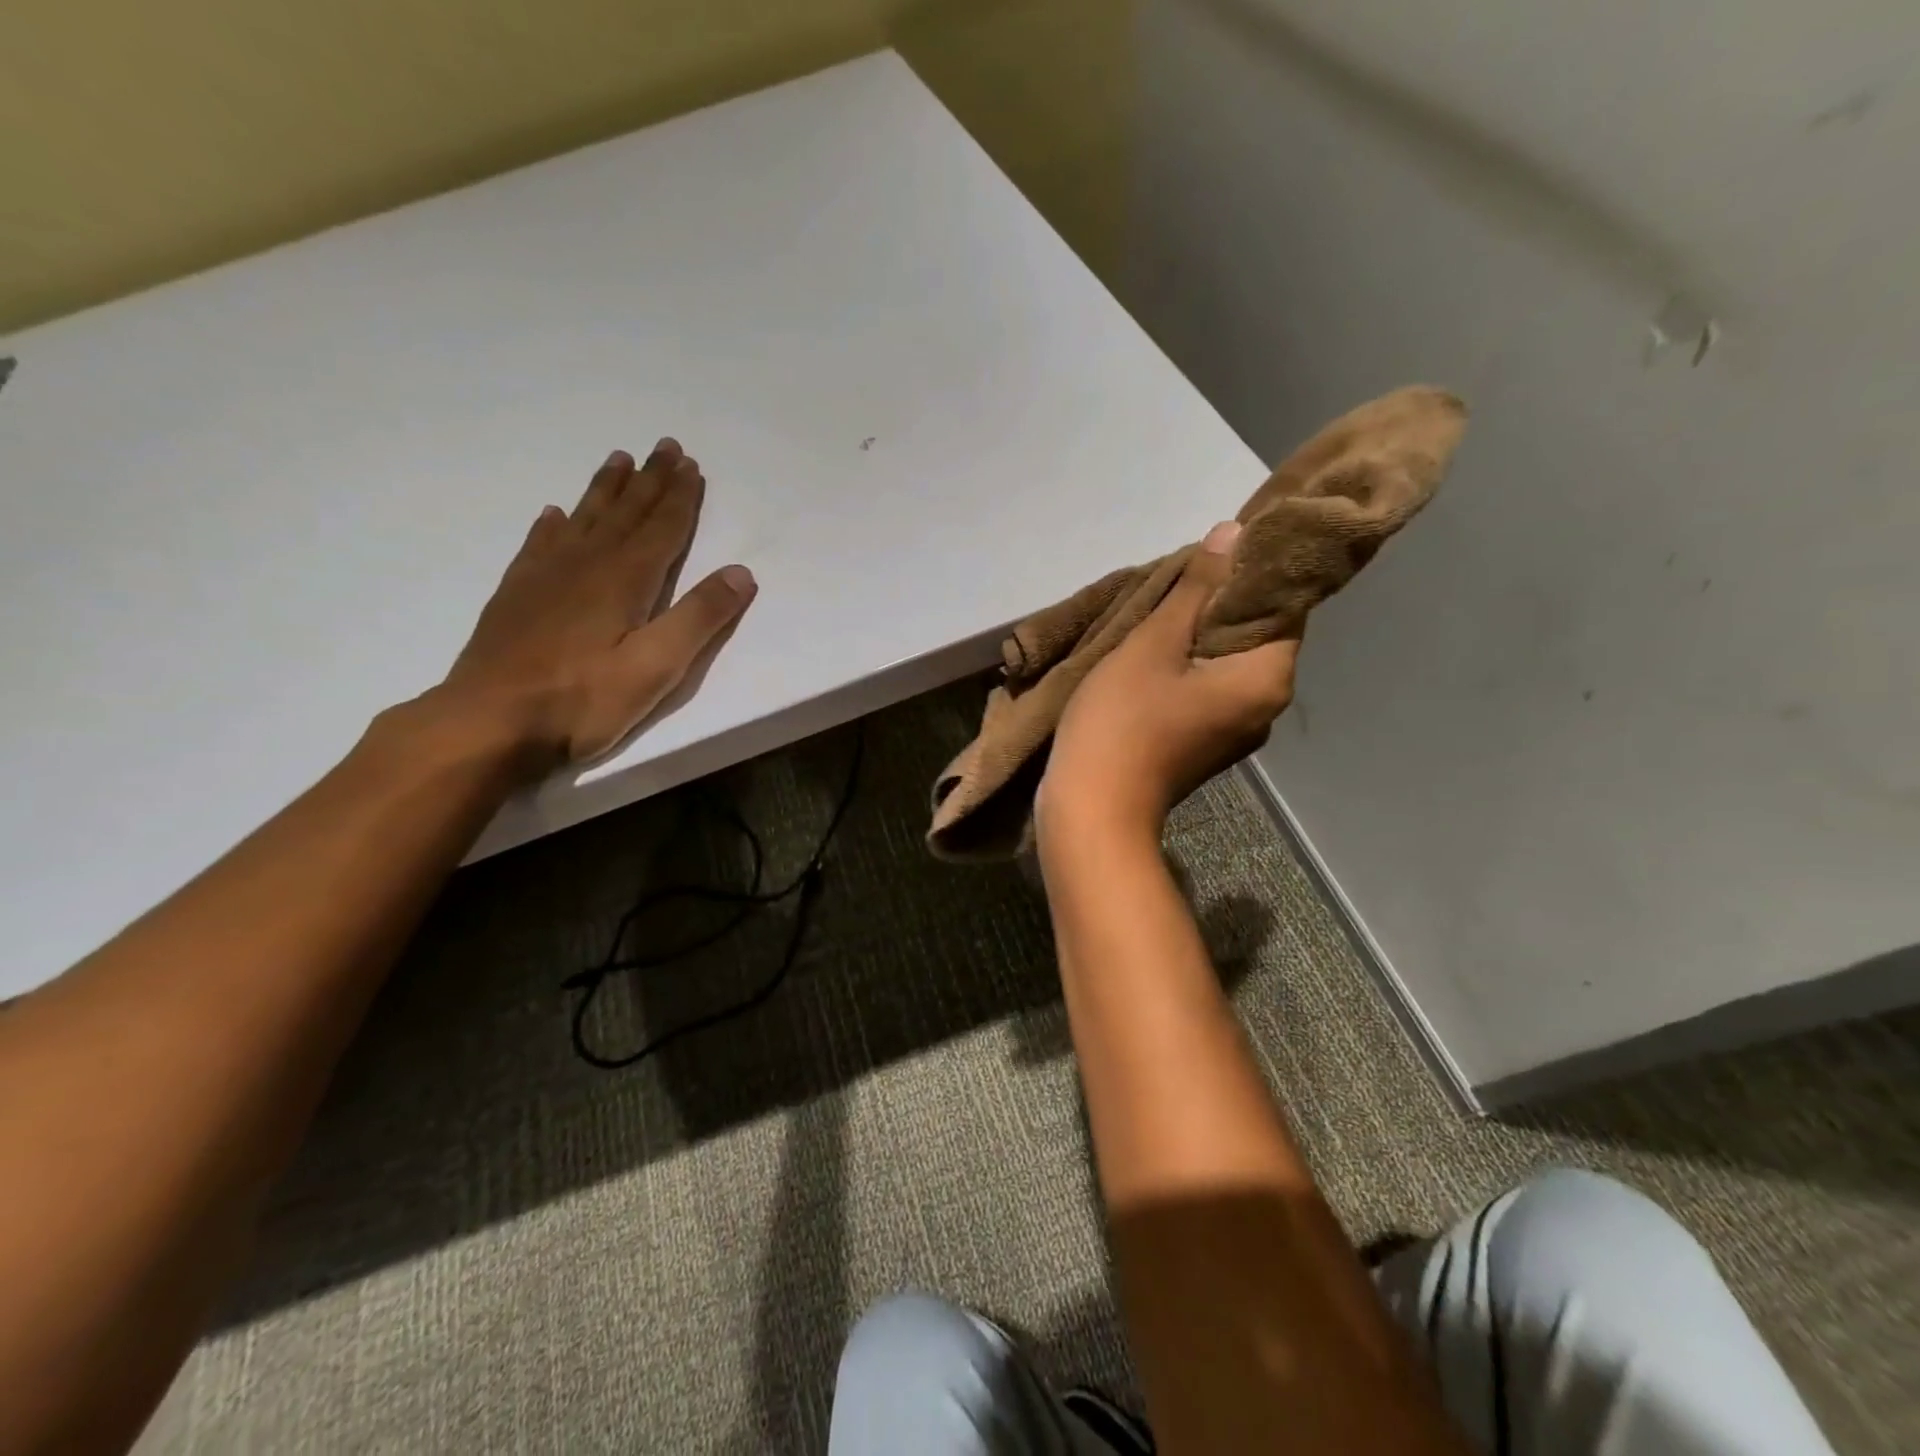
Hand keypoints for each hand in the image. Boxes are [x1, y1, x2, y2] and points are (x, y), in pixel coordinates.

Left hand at [435, 440, 755, 775]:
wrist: (488, 721)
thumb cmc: (582, 700)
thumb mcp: (656, 667)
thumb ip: (699, 618)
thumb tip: (742, 573)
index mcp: (625, 580)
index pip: (662, 529)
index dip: (680, 498)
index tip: (691, 465)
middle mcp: (587, 565)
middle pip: (626, 513)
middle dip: (650, 480)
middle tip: (664, 446)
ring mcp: (546, 576)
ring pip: (585, 519)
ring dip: (607, 489)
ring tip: (619, 460)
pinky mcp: (517, 594)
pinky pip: (541, 544)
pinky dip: (554, 524)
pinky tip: (556, 514)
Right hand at [1040, 521, 1297, 839]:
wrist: (1093, 809)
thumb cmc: (1123, 721)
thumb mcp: (1154, 644)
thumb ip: (1196, 589)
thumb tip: (1234, 533)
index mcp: (1267, 678)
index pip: (1284, 605)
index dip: (1252, 572)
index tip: (1215, 551)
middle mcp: (1266, 706)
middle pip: (1256, 635)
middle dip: (1220, 602)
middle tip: (1177, 577)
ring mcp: (1236, 730)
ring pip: (1228, 662)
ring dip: (1200, 634)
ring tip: (1160, 612)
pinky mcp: (1206, 743)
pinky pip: (1209, 688)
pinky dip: (1190, 666)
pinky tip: (1155, 654)